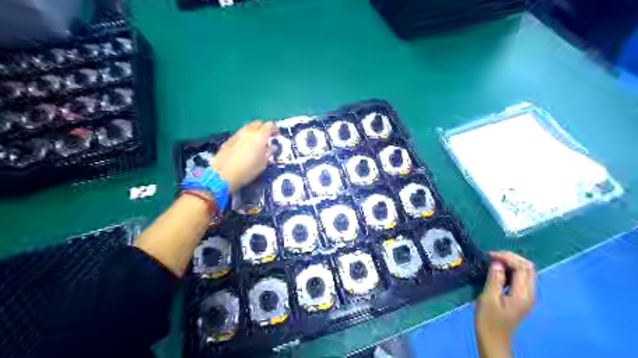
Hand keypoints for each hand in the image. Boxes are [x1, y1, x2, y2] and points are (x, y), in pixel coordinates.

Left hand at [212, 120, 274, 192]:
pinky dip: (245, 136)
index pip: (269, 125)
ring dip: (254, 131)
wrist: (223, 175)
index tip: (276, 136)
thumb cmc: (247, 171)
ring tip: (256, 141)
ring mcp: (237, 134)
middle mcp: (248, 132)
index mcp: (259, 137)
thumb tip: (272, 146)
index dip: (274, 128)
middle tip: (267, 137)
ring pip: (248, 127)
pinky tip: (245, 145)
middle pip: (258, 123)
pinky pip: (240, 133)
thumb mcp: (263, 164)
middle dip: (264, 128)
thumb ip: (269, 153)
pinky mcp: (229, 139)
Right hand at [476, 252, 533, 357]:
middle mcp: (530, 294)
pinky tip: (499, 270)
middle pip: (528, 267)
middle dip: (511, 257)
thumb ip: (495, 279)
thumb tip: (497, 263)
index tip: (490, 255)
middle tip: (492, 256)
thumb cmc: (488, 319)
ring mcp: (527, 296)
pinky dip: (512, 269)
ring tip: (494, 261)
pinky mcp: (522, 297)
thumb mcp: (488, 298)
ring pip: (526, 271)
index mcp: (523, 294)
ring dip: (512, 262)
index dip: (507, 257)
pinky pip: (522, 277)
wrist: (493, 337)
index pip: (522, 267)